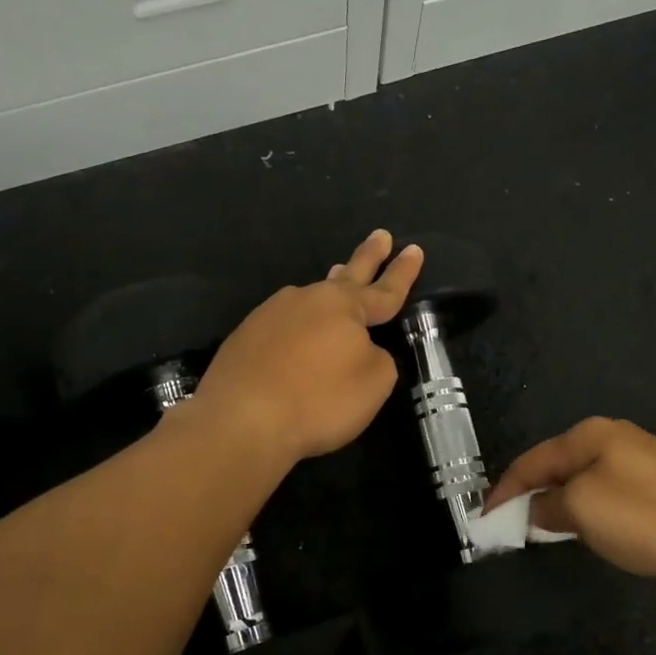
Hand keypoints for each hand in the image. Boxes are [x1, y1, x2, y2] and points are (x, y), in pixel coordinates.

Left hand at [191, 230, 422, 461]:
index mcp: (345, 307)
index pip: (385, 289)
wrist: (241, 419)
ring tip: (339, 279)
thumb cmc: (319, 400)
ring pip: (311, 298)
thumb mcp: (374, 383)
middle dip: (368, 256)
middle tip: (380, 235)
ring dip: (329, 289)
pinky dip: (298, 326)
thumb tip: (360, 349)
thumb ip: (378, 358)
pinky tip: (296, 337)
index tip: (414, 249)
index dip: (402, 272)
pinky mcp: (246, 336)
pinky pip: (284, 324)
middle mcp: (308, 300)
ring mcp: (272, 314)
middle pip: (347, 275)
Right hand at [485, 417, 655, 578]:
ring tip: (542, 526)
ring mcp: (639, 456)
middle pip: (556, 464)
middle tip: (510, 522)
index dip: (504, 490)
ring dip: (558, 500)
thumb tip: (536, 510)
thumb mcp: (581, 509)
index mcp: (588, 434)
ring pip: (582, 477)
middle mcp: (612, 436)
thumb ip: (548, 506)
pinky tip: (587, 524)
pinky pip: (606, 487)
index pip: (532, 461)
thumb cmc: (644, 516)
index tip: (484, 518)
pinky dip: (585, 505)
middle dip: (531, 492)